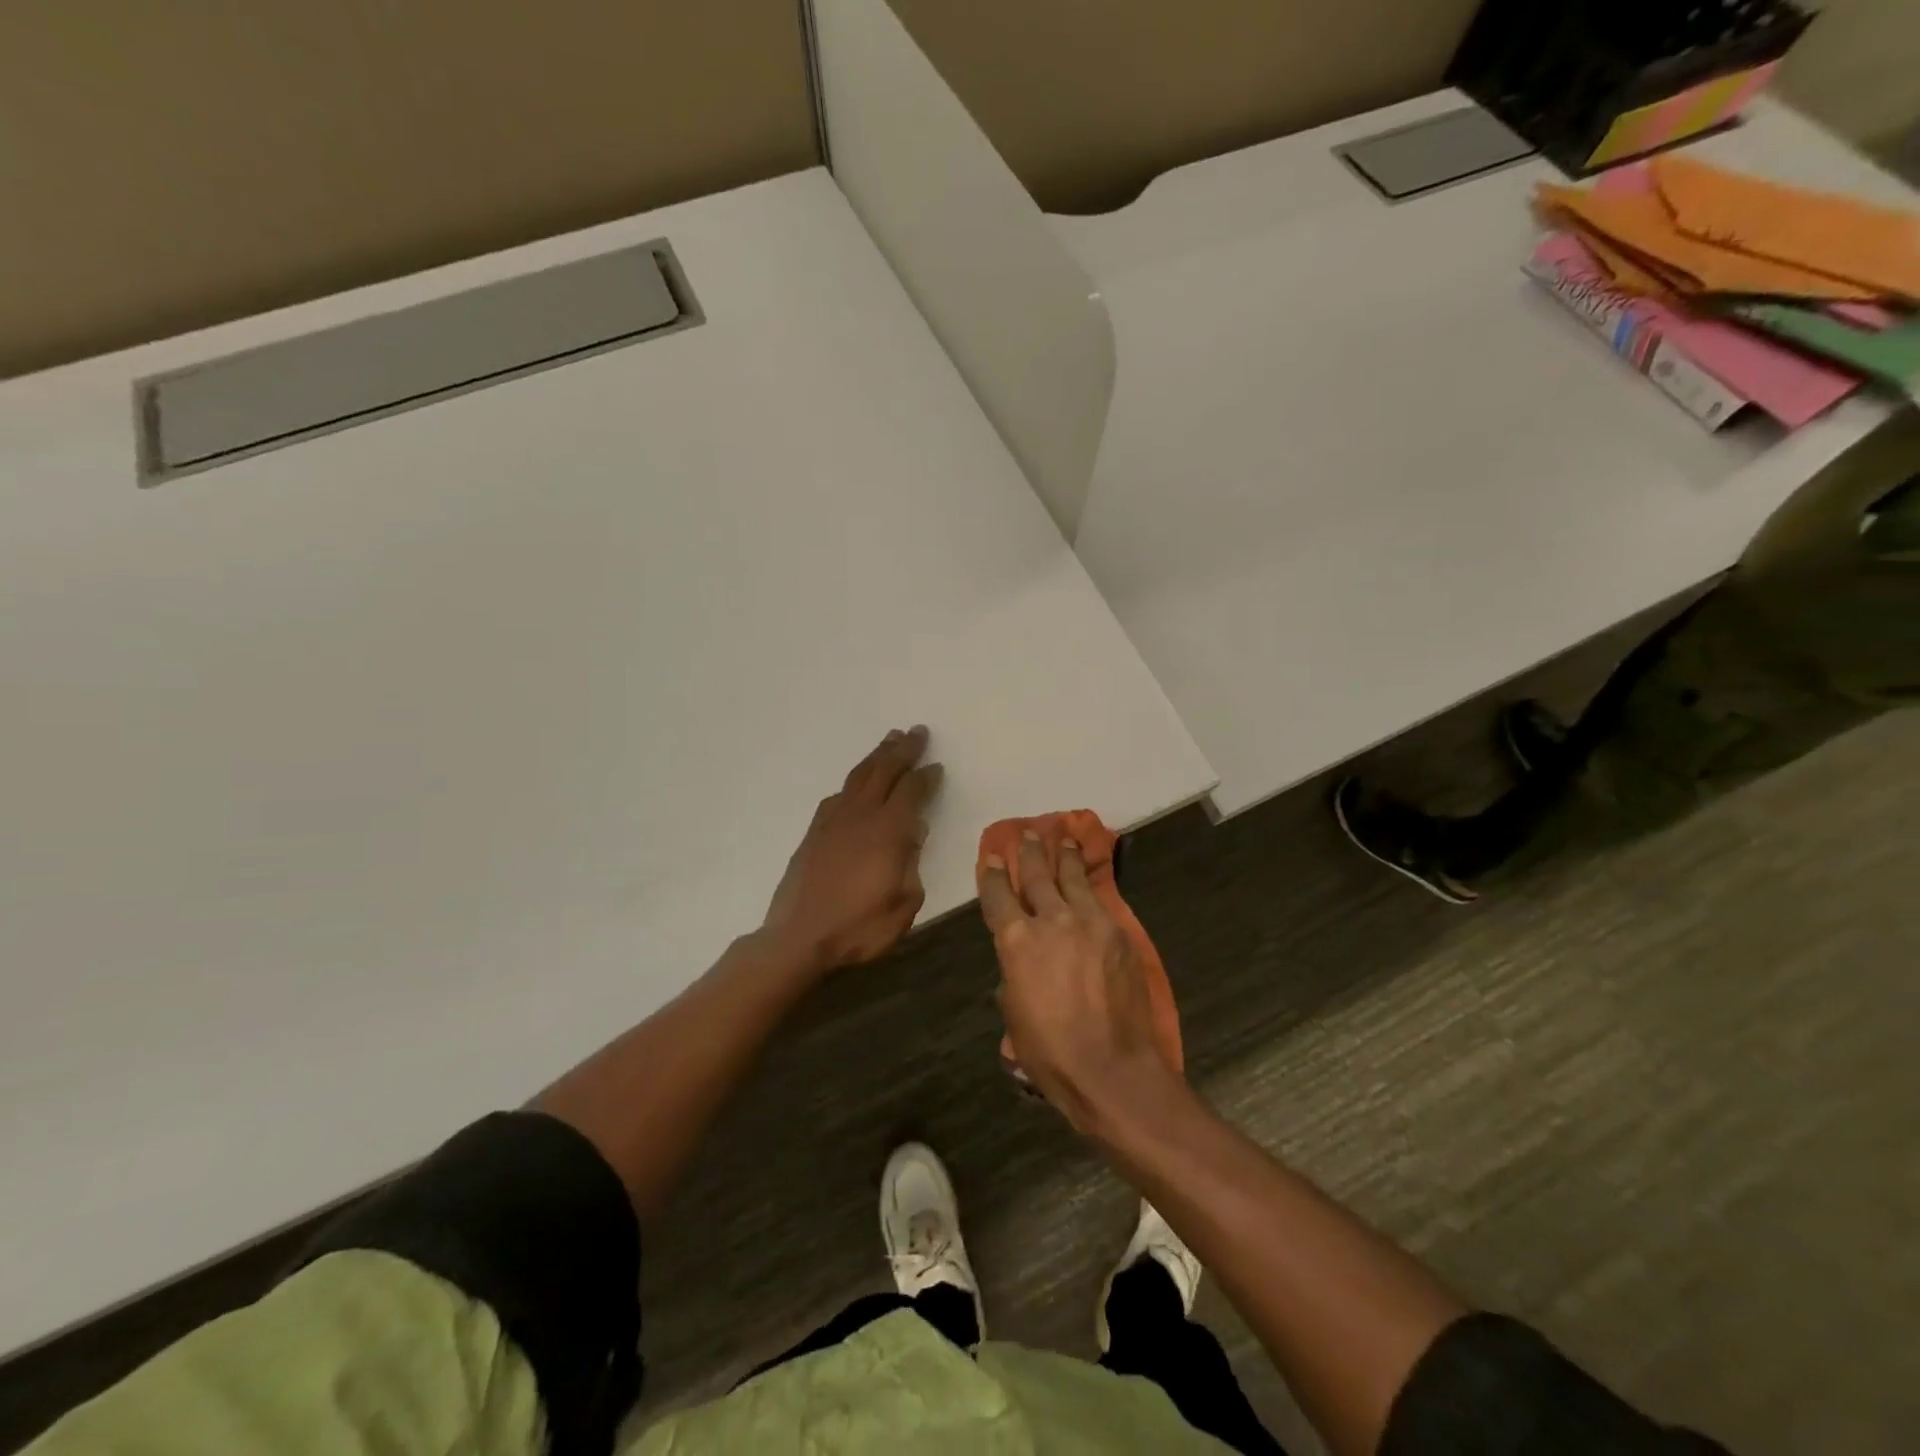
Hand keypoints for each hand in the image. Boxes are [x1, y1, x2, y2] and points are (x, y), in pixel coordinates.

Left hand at [760, 727, 942, 975]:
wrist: (798, 936)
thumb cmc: (859, 926)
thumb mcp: (904, 902)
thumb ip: (912, 862)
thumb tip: (914, 831)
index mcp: (888, 830)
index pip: (912, 791)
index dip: (926, 777)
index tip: (937, 766)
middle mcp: (861, 815)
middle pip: (884, 771)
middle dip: (903, 750)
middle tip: (917, 732)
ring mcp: (833, 821)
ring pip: (859, 776)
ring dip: (877, 756)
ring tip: (890, 740)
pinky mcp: (814, 832)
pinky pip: (837, 795)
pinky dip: (853, 781)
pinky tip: (856, 784)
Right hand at [980, 833, 1176, 1132]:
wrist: (1111, 1067)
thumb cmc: (1050, 1051)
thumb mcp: (1015, 1013)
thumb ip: (1015, 974)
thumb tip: (1022, 962)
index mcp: (1016, 941)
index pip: (999, 896)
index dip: (994, 875)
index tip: (994, 857)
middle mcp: (1051, 920)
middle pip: (1038, 876)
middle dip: (1031, 852)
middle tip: (1029, 833)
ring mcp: (1089, 922)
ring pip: (1073, 878)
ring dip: (1065, 857)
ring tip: (1064, 839)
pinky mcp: (1118, 932)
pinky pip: (1099, 900)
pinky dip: (1090, 886)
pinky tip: (1089, 880)